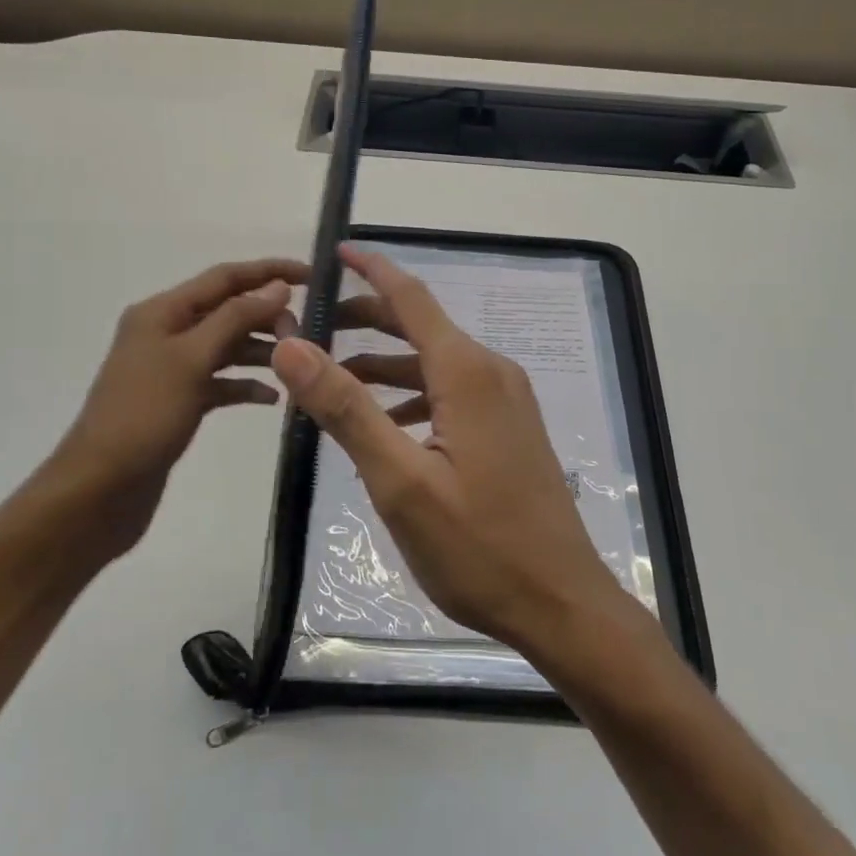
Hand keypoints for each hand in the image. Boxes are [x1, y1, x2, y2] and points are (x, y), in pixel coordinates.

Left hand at [40, 258, 304, 560]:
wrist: (99, 490)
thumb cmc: (144, 416)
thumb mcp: (192, 360)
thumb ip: (236, 318)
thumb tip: (277, 287)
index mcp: (163, 312)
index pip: (225, 277)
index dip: (269, 271)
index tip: (313, 276)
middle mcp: (167, 332)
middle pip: (228, 310)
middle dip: (268, 316)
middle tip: (305, 335)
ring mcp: (172, 369)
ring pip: (227, 346)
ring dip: (261, 350)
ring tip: (295, 364)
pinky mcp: (179, 401)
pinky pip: (221, 382)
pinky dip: (246, 385)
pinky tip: (272, 399)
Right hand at [269, 245, 625, 657]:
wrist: (562, 604)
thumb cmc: (478, 547)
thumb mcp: (399, 481)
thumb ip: (345, 408)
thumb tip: (293, 344)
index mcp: (467, 372)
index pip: (411, 298)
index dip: (372, 270)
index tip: (336, 251)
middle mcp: (492, 372)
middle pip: (421, 327)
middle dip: (368, 320)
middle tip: (313, 328)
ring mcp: (507, 401)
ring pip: (435, 364)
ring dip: (386, 366)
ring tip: (334, 380)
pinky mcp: (510, 429)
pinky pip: (452, 393)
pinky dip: (413, 396)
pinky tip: (385, 424)